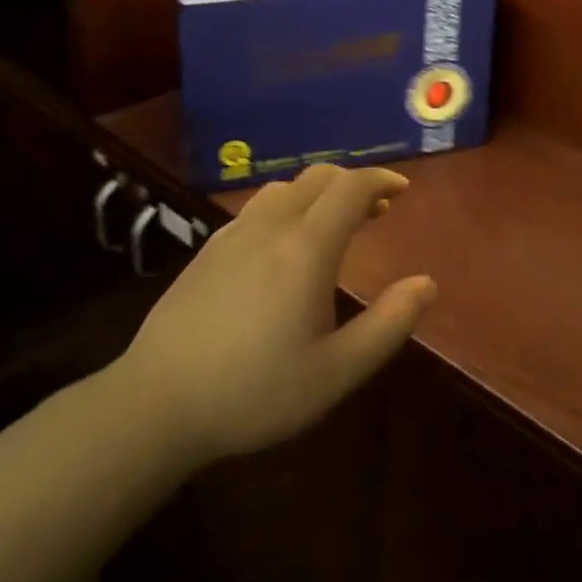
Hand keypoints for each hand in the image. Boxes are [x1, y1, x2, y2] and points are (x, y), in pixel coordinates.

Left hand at [115, 165, 435, 465]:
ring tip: (333, 223)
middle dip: (354, 184)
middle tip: (376, 210)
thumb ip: (388, 325)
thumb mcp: (336, 372)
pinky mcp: (209, 249)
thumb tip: (426, 283)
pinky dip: (288, 206)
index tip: (401, 191)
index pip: (351, 188)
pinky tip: (284, 244)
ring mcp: (234, 234)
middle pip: (320, 177)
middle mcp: (272, 226)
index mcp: (307, 248)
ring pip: (286, 188)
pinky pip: (258, 207)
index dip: (381, 180)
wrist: (155, 405)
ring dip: (319, 192)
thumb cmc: (254, 392)